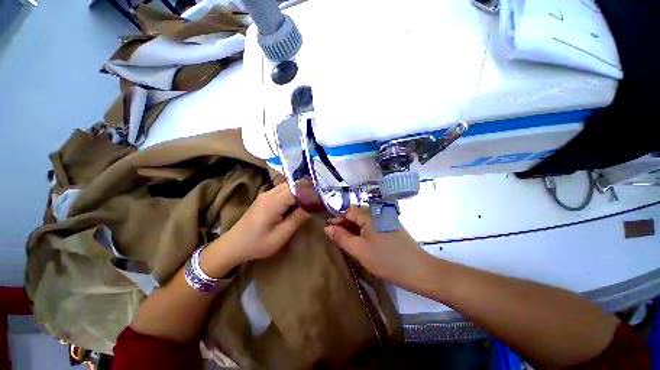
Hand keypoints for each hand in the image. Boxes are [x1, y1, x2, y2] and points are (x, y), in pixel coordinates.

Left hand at [204, 183, 309, 272]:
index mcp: (273, 202)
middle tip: (319, 199)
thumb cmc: (257, 243)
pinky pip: (282, 190)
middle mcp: (270, 193)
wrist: (233, 245)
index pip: (296, 189)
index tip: (323, 197)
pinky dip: (293, 194)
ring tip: (311, 201)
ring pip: (288, 186)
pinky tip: (298, 203)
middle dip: (306, 189)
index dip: (310, 191)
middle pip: (293, 184)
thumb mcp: (280, 235)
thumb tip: (312, 207)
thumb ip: (297, 219)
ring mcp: (266, 194)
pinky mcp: (265, 198)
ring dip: (300, 191)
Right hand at [324, 206, 430, 287]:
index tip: (330, 232)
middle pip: (357, 215)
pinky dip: (365, 232)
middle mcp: (378, 212)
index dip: (338, 219)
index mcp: (370, 214)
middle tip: (339, 240)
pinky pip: (373, 225)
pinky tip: (364, 243)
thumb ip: (341, 237)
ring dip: (355, 230)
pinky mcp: (391, 227)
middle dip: (346, 225)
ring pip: (365, 221)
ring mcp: (386, 219)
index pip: (348, 211)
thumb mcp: (359, 250)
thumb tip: (327, 227)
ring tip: (350, 243)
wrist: (418, 270)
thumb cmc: (385, 259)